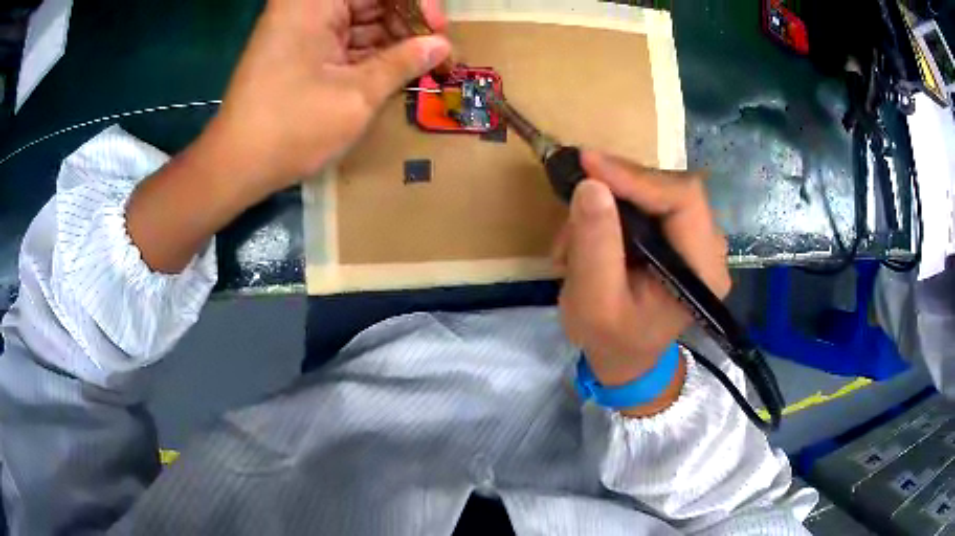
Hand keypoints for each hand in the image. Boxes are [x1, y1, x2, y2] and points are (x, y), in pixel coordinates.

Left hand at [128, 0, 450, 273]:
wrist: (236, 166)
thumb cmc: (292, 127)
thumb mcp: (357, 95)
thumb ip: (404, 62)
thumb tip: (441, 45)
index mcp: (314, 3)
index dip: (416, 3)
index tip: (437, 31)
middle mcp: (306, 7)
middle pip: (371, 1)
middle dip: (406, 22)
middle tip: (434, 52)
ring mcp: (301, 28)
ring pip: (360, 19)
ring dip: (392, 39)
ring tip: (420, 65)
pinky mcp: (298, 50)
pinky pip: (344, 39)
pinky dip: (369, 53)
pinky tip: (393, 70)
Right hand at [555, 151, 730, 414]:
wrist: (626, 357)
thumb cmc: (613, 340)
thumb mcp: (594, 302)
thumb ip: (595, 245)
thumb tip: (591, 185)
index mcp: (703, 271)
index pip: (683, 200)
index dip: (637, 177)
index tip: (588, 163)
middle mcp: (709, 248)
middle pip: (670, 189)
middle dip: (618, 189)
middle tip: (574, 198)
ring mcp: (695, 239)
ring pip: (654, 191)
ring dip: (609, 203)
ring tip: (573, 238)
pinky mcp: (677, 235)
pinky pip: (646, 203)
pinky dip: (612, 211)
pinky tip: (587, 236)